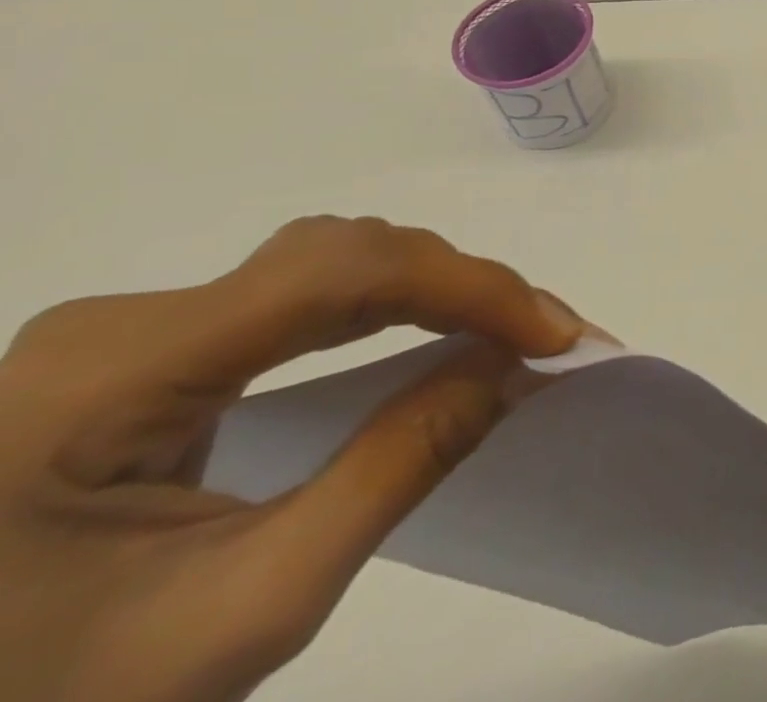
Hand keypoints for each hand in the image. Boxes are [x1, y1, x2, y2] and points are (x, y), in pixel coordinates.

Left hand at [0, 216, 583, 701]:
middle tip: (542, 338)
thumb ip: (395, 467)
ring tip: (502, 333)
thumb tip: (513, 365)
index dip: (469, 287)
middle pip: (341, 257)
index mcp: (112, 373)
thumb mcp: (245, 610)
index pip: (340, 275)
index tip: (553, 336)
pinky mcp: (143, 355)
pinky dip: (387, 305)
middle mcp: (118, 323)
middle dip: (461, 287)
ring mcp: (125, 334)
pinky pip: (298, 297)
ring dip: (431, 289)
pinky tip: (426, 333)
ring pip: (328, 264)